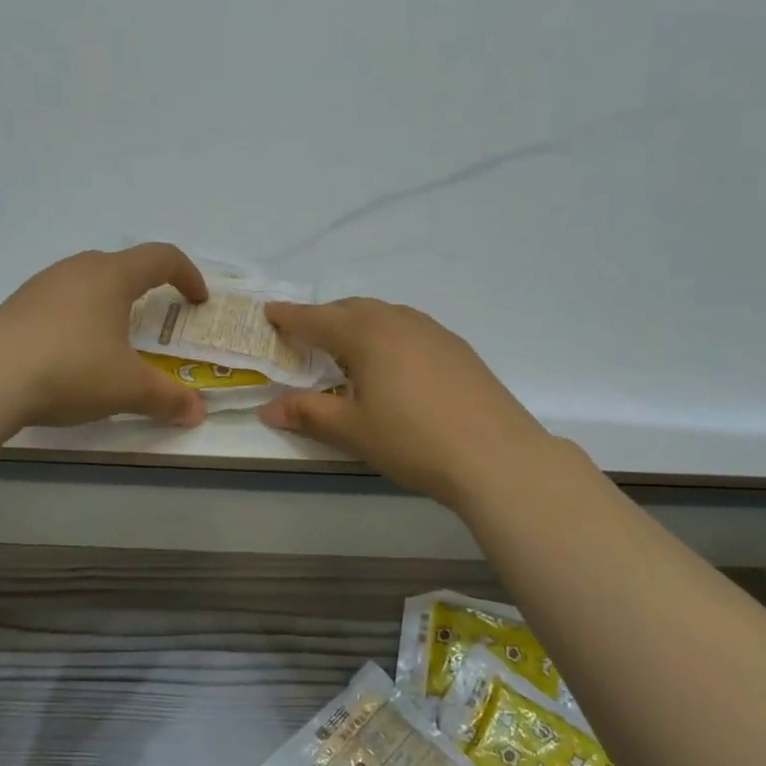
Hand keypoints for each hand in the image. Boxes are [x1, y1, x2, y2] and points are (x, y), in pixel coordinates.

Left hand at [0, 244, 210, 428]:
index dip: (187, 275)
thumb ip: (167, 398)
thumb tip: (198, 412)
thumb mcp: (128, 388)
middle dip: (146, 288)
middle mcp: (77, 270)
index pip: (161, 257)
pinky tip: (71, 355)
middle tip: (155, 320)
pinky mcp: (15, 307)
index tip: (197, 301)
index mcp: (112, 276)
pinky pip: (59, 304)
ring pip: (86, 283)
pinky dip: (77, 320)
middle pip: (121, 265)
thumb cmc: (72, 369)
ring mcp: (41, 286)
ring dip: (108, 303)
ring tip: (113, 339)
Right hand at [259, 298, 559, 508]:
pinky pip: (410, 328)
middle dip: (324, 318)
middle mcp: (399, 322)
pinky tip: (394, 363)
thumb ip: (309, 414)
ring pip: (385, 315)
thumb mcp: (353, 431)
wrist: (496, 456)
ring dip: (359, 323)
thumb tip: (268, 409)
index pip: (317, 319)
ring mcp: (434, 332)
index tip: (269, 312)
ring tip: (348, 347)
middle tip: (305, 334)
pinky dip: (388, 334)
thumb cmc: (414, 441)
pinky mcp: (458, 349)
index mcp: (367, 335)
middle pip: (352, 309)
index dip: (290, 316)